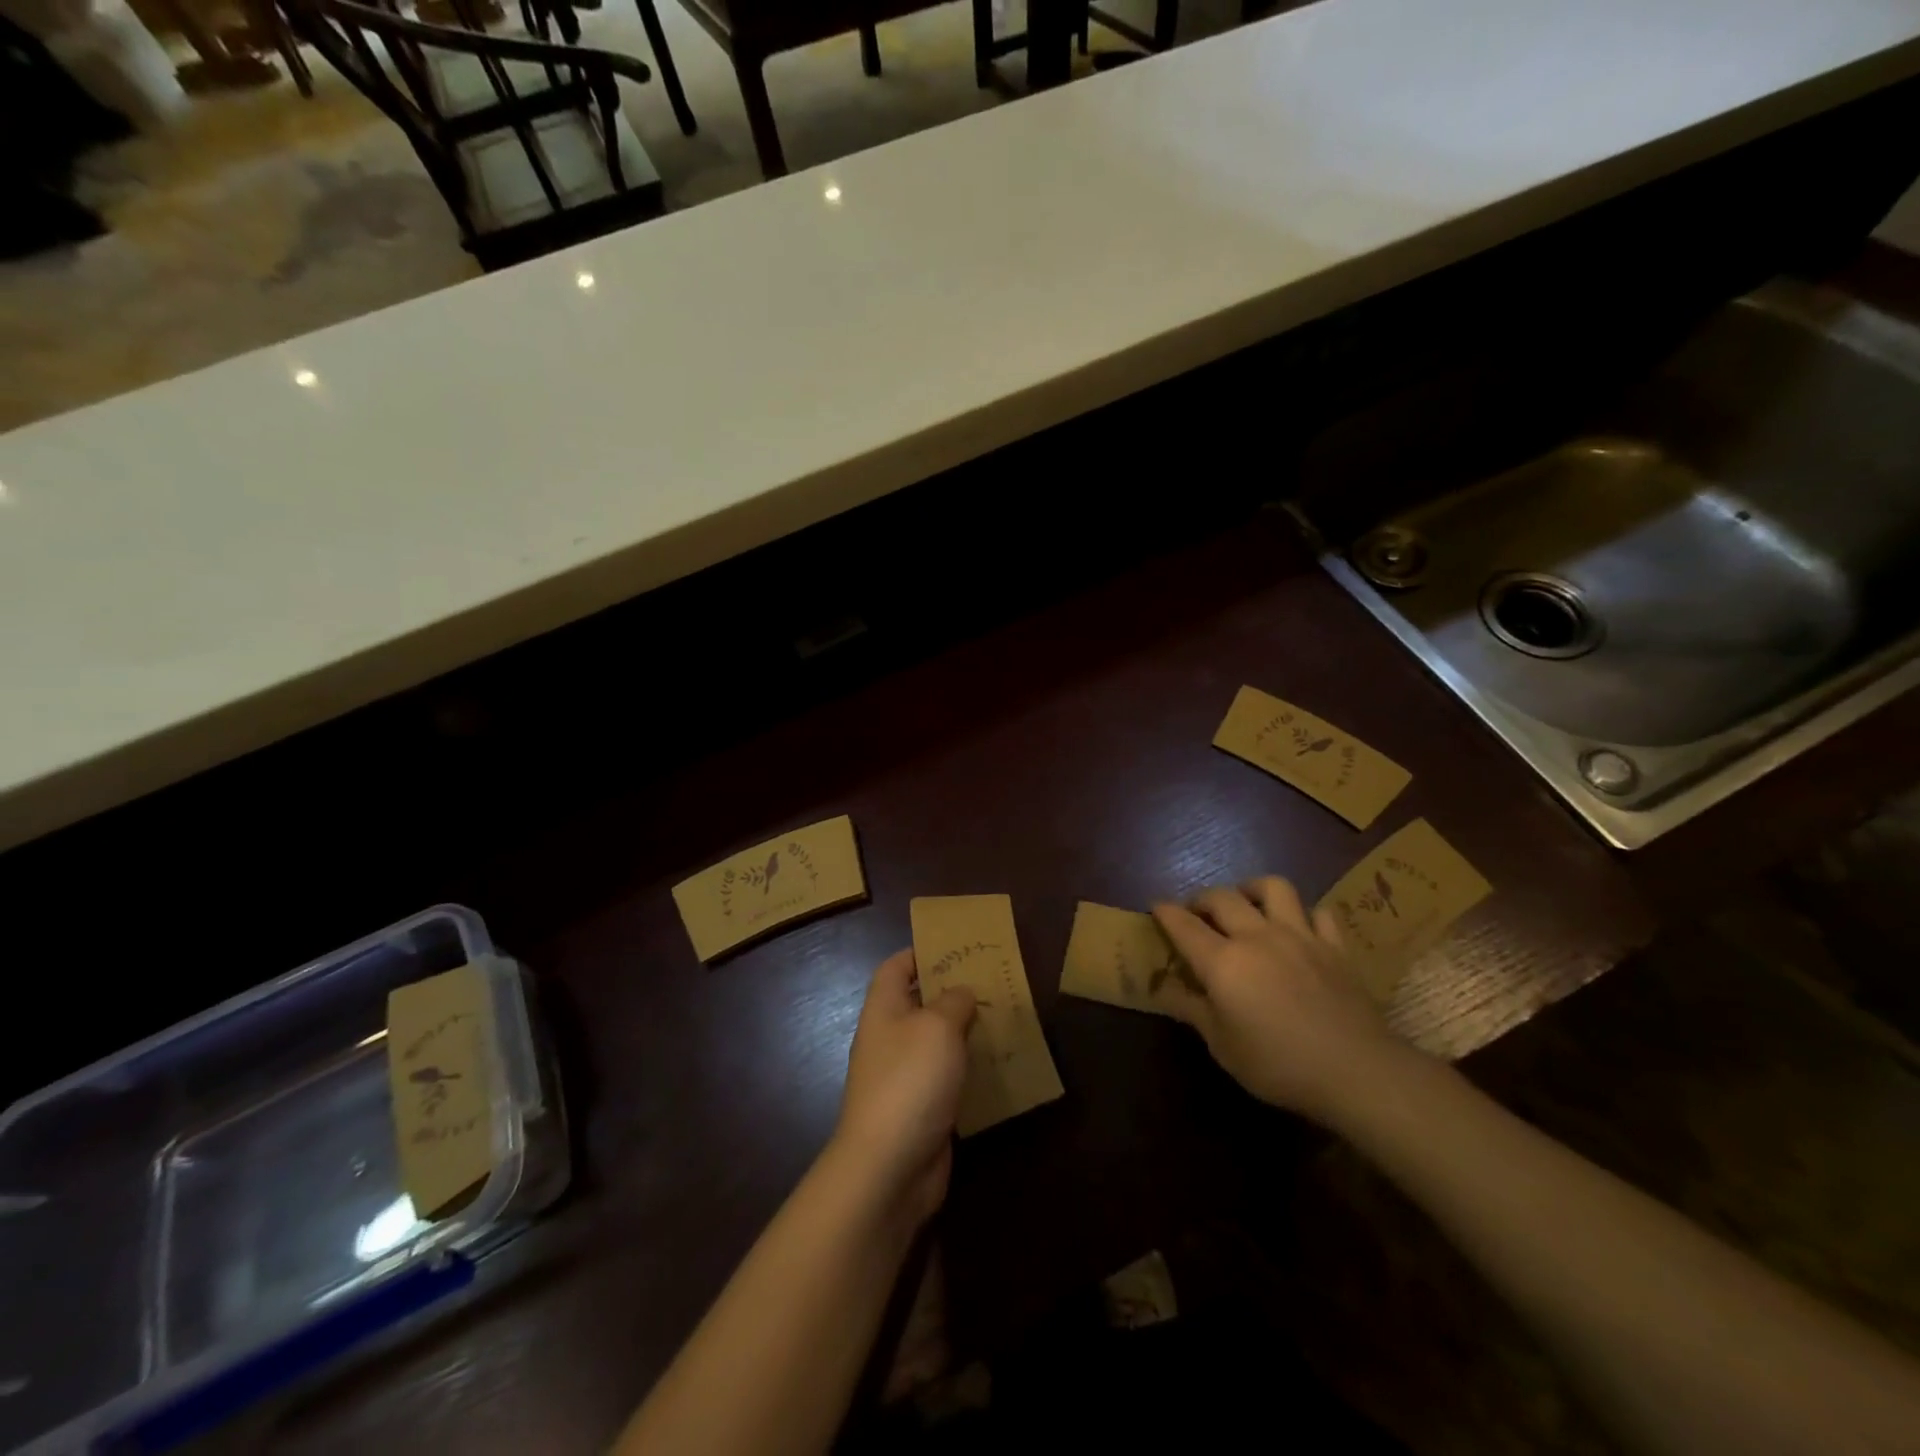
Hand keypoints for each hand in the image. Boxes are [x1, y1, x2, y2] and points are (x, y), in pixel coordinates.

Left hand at [832, 949, 976, 1223]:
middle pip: (920, 1003)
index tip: (956, 948)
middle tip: (993, 983)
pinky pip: (948, 1078)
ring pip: (938, 1042)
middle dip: (953, 992)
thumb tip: (961, 993)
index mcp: (884, 1009)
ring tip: (1004, 1019)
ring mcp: (905, 1076)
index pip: (895, 967)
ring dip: (966, 1032)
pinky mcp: (923, 1109)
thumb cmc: (910, 1080)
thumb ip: (953, 1001)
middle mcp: (890, 1038)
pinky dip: (970, 1070)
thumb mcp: (938, 1026)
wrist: (890, 1167)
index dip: (920, 953)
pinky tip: (999, 1065)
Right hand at [1152, 876, 1412, 1124]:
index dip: (1165, 912)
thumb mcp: (1222, 1046)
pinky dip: (1304, 914)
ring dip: (1252, 889)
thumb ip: (1191, 1009)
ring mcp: (1300, 935)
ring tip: (1247, 903)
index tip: (1155, 907)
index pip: (1183, 925)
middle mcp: (1257, 937)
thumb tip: (1162, 987)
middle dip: (1202, 898)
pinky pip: (1318, 912)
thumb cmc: (1279, 1064)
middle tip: (1197, 913)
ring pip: (1272, 888)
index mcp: (1223, 962)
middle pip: (1222, 897)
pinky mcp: (1335, 945)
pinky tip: (1299, 928)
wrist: (1357, 1071)